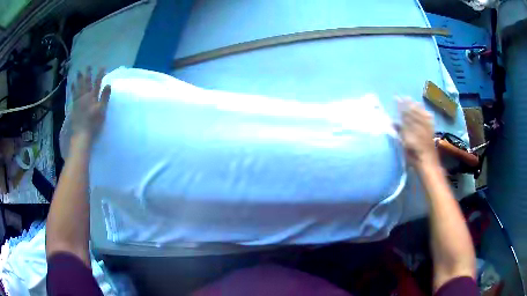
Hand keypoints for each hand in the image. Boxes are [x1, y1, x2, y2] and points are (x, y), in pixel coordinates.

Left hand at [70, 67, 110, 146]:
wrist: (81, 134)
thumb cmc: (93, 123)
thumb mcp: (102, 110)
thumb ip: (105, 97)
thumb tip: (108, 84)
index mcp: (93, 97)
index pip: (97, 83)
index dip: (100, 75)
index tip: (102, 67)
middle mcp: (85, 96)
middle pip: (87, 83)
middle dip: (88, 74)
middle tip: (88, 66)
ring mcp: (78, 101)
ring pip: (79, 87)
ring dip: (79, 79)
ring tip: (78, 72)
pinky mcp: (74, 106)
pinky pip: (73, 94)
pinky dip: (73, 89)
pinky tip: (72, 85)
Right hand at [396, 97, 437, 166]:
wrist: (428, 163)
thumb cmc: (413, 157)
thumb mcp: (404, 145)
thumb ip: (399, 132)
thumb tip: (392, 122)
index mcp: (411, 128)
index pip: (405, 113)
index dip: (400, 106)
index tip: (396, 98)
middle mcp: (419, 125)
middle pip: (413, 111)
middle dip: (408, 104)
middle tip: (403, 96)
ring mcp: (426, 127)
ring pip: (421, 113)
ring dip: (416, 106)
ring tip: (413, 101)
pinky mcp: (431, 131)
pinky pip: (429, 119)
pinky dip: (426, 114)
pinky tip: (426, 111)